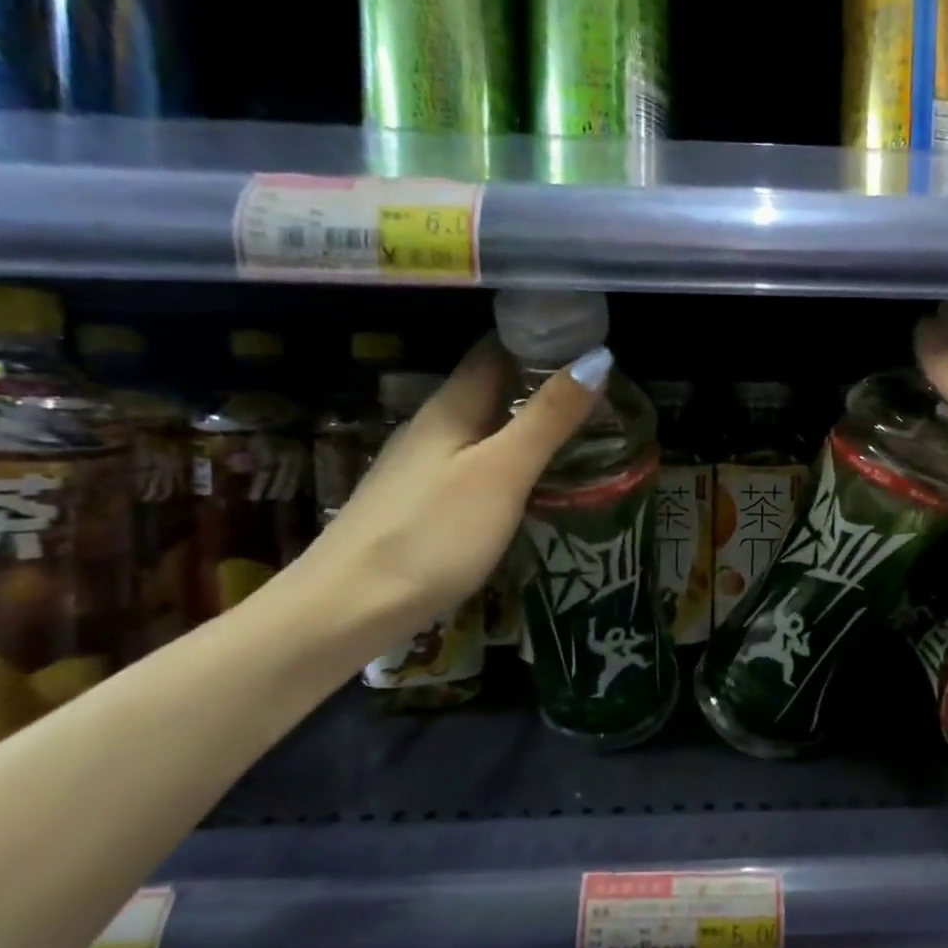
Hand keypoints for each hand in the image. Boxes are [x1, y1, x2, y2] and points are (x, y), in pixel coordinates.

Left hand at [297, 334, 610, 650]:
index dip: (541, 338)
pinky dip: (509, 459)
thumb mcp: (502, 472)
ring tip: (581, 434)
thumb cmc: (431, 534)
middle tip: (602, 394)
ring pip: (483, 427)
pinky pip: (474, 462)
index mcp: (452, 406)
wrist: (345, 609)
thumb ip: (548, 417)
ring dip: (527, 422)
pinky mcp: (420, 502)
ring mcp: (421, 465)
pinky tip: (531, 482)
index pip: (496, 348)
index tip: (591, 343)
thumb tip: (597, 356)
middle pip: (491, 387)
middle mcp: (433, 426)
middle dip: (542, 382)